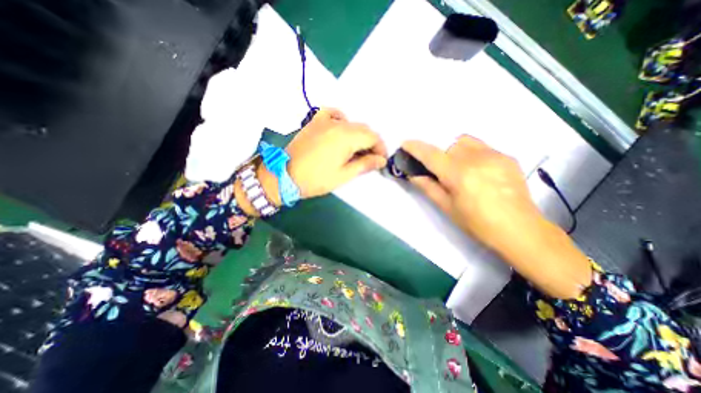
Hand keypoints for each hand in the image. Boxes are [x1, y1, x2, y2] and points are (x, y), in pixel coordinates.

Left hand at [283, 108, 384, 197]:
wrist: (285, 175)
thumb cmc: (316, 179)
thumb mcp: (343, 175)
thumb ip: (364, 165)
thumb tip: (381, 160)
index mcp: (346, 137)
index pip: (372, 137)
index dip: (380, 148)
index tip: (381, 160)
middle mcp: (337, 124)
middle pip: (363, 129)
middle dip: (371, 143)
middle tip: (370, 158)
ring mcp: (324, 120)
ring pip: (351, 123)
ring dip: (359, 135)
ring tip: (357, 149)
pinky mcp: (314, 122)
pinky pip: (333, 113)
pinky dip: (341, 120)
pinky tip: (341, 129)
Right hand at [403, 135, 537, 251]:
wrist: (520, 230)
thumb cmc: (477, 223)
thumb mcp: (447, 208)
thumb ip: (429, 188)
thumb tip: (414, 176)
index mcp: (458, 174)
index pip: (431, 154)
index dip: (416, 148)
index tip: (406, 144)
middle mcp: (476, 158)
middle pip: (449, 145)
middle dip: (440, 154)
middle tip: (441, 171)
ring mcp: (494, 155)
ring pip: (466, 142)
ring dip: (456, 151)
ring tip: (460, 169)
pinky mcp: (507, 157)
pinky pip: (483, 148)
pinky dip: (472, 155)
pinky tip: (478, 172)